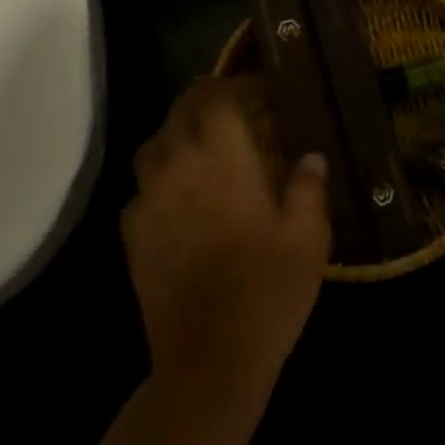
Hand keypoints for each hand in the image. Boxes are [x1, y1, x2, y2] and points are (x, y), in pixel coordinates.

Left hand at [123, 78, 330, 410]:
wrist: (209, 362)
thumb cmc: (268, 290)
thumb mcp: (308, 238)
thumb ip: (308, 188)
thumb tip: (311, 157)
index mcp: (223, 158)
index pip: (215, 98)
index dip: (232, 83)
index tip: (255, 87)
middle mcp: (180, 167)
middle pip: (179, 113)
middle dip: (202, 101)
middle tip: (229, 108)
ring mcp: (150, 201)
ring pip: (152, 147)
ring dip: (174, 135)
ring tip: (199, 147)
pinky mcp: (133, 236)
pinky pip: (139, 190)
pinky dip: (157, 181)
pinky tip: (177, 199)